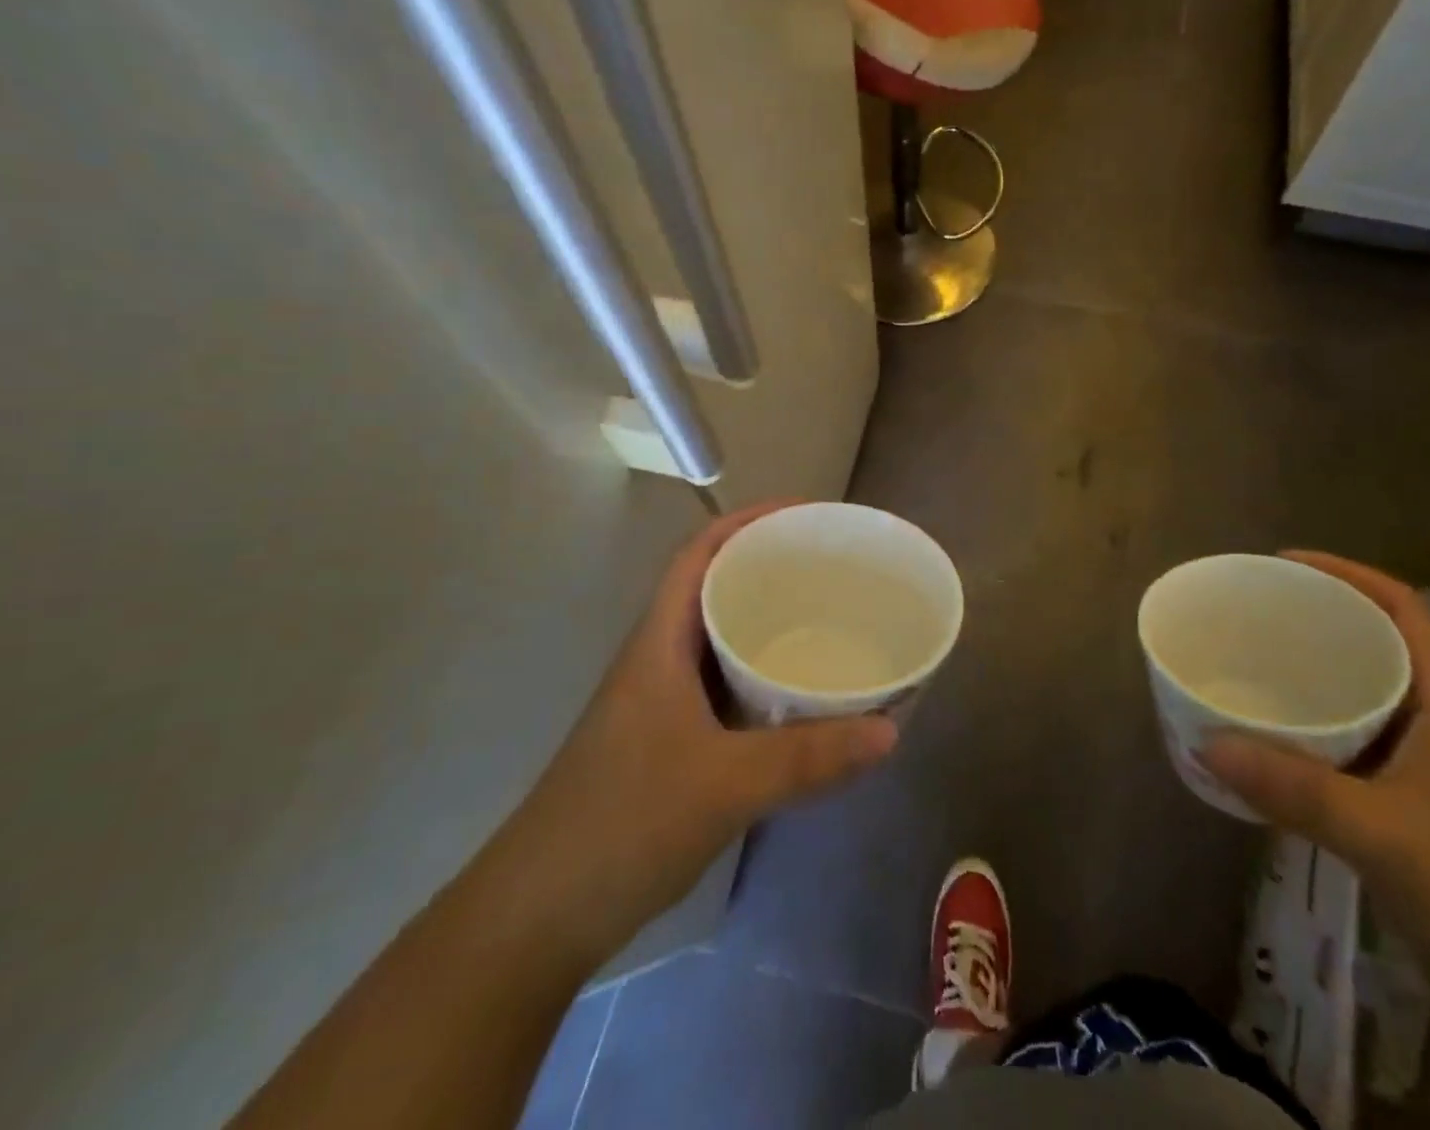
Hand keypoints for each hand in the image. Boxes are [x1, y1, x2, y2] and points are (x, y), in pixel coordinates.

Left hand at [502, 502, 897, 959]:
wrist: (539, 915)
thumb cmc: (622, 823)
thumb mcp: (725, 784)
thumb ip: (809, 757)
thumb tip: (890, 731)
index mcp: (660, 642)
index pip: (700, 553)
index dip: (748, 520)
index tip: (805, 515)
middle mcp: (659, 658)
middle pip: (714, 587)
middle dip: (767, 566)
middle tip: (831, 567)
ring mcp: (661, 701)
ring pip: (719, 639)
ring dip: (765, 622)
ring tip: (825, 618)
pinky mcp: (669, 740)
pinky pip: (725, 685)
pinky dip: (761, 676)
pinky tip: (798, 696)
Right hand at [1200, 552, 1429, 962]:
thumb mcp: (1385, 834)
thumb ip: (1295, 789)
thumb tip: (1206, 743)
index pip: (1401, 610)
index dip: (1346, 573)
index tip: (1284, 563)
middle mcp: (1427, 725)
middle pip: (1370, 648)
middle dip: (1312, 623)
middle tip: (1247, 616)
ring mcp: (1416, 771)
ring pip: (1353, 701)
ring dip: (1303, 682)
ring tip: (1244, 670)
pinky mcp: (1400, 811)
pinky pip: (1340, 750)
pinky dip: (1301, 738)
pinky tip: (1264, 749)